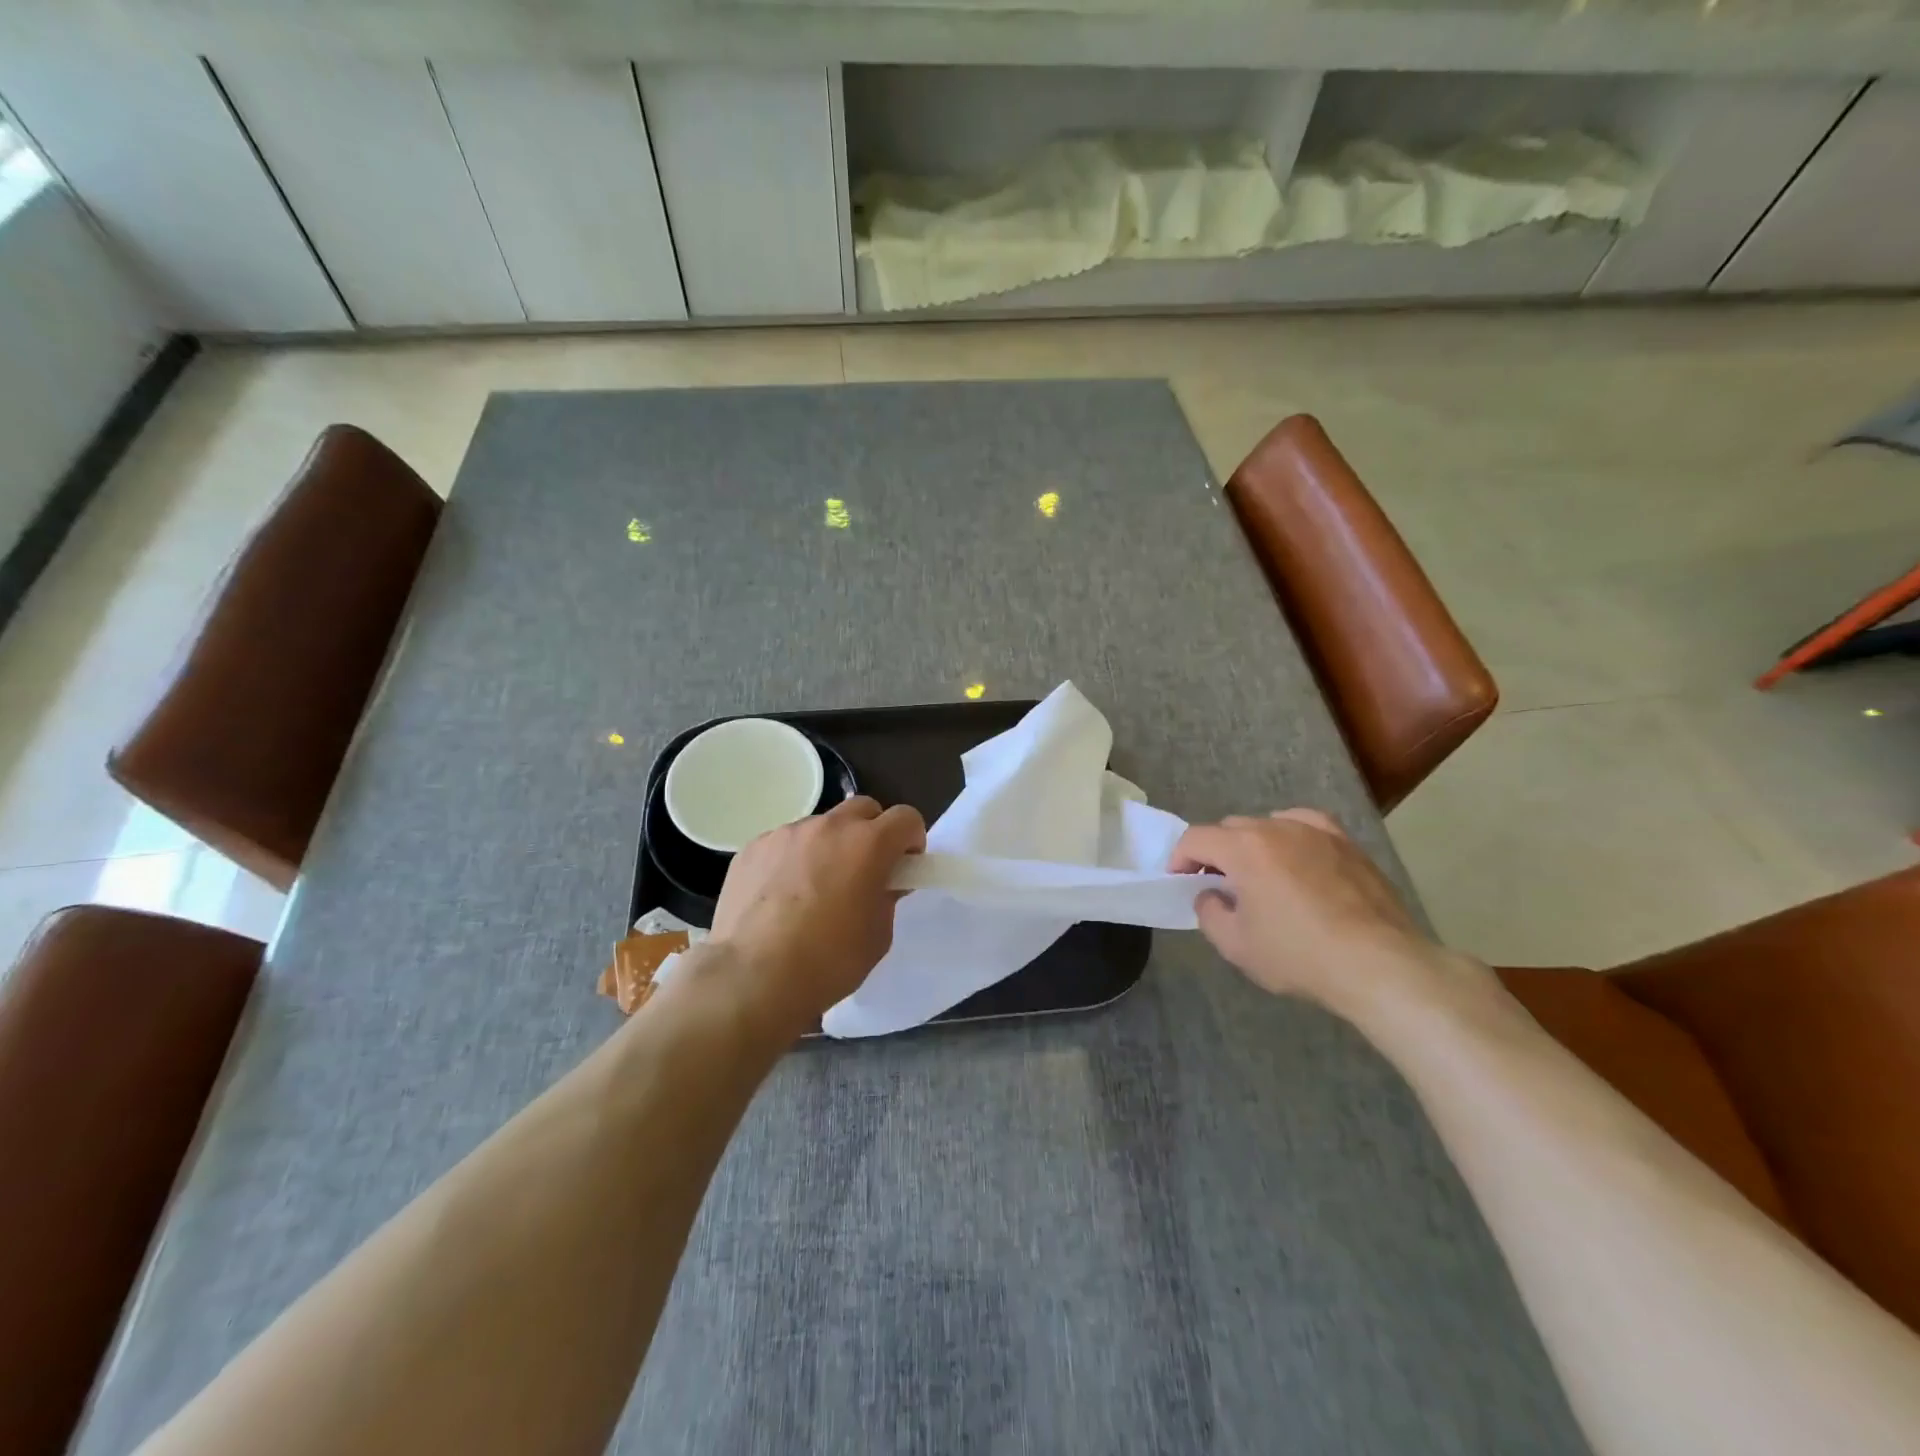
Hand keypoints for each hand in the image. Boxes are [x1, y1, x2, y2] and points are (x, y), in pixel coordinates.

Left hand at [707, 797, 926, 1031]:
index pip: (906, 817)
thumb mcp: (878, 936)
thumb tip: (881, 882)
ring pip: (821, 826)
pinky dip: (792, 859)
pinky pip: (784, 843)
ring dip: (829, 845)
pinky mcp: (753, 847)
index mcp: (868, 844)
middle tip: (864, 870)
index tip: (903, 865)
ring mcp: (786, 833)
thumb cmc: (828, 961)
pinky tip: (780, 896)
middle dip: (872, 832)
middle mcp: (829, 827)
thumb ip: (886, 896)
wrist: (752, 978)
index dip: (910, 839)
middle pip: (863, 808)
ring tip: (814, 888)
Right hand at [1170, 809, 1468, 1017]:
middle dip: (1215, 853)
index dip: (1179, 858)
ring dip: (1252, 845)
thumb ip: (1209, 912)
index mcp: (1243, 848)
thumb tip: (1211, 895)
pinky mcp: (1347, 843)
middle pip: (1230, 829)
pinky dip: (1290, 835)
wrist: (1379, 964)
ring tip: (1259, 875)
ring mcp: (1316, 831)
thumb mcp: (1236, 945)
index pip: (1196, 838)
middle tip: (1217, 885)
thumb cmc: (1299, 955)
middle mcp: (1276, 827)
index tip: (1179, 881)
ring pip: (1268, 825)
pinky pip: (1306, 825)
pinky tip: (1295, 855)